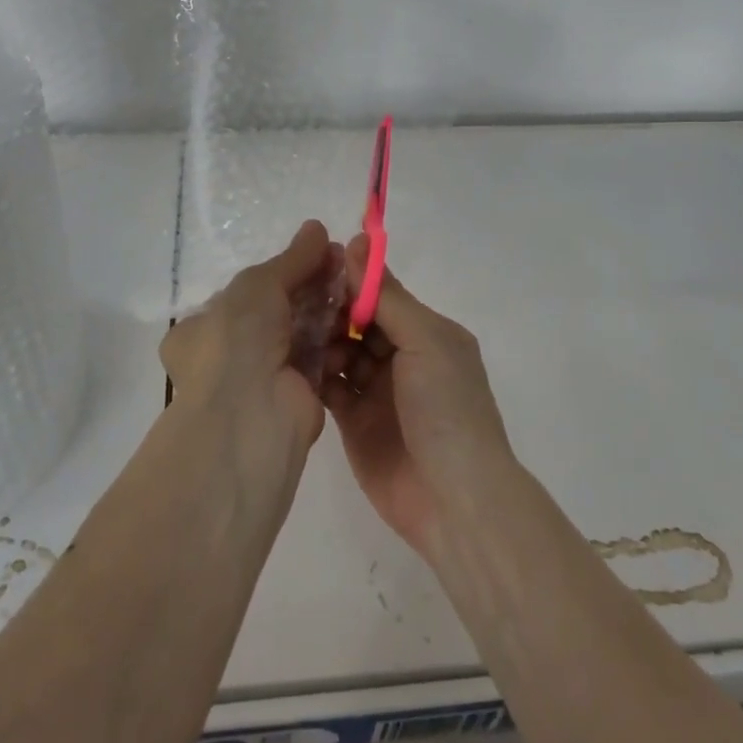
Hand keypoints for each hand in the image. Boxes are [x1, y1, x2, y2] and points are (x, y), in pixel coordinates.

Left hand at [161, 220, 342, 470]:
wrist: (250, 416)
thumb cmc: (237, 339)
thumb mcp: (259, 284)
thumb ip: (291, 258)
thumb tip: (317, 227)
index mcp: (201, 330)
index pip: (244, 294)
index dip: (281, 272)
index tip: (315, 253)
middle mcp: (227, 355)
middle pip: (276, 311)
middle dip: (309, 286)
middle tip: (342, 261)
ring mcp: (262, 379)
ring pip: (300, 333)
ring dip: (326, 309)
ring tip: (356, 282)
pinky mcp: (297, 396)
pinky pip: (319, 358)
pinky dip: (337, 339)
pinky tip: (359, 315)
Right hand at [322, 236, 513, 556]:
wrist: (453, 500)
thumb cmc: (446, 409)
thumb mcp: (425, 341)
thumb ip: (387, 297)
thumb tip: (358, 243)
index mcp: (427, 333)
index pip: (383, 296)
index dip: (352, 280)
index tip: (314, 264)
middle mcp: (403, 357)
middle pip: (358, 322)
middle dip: (331, 310)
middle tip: (294, 299)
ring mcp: (377, 391)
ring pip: (341, 351)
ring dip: (320, 340)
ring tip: (292, 333)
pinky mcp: (354, 421)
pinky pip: (330, 386)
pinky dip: (313, 373)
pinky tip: (289, 361)